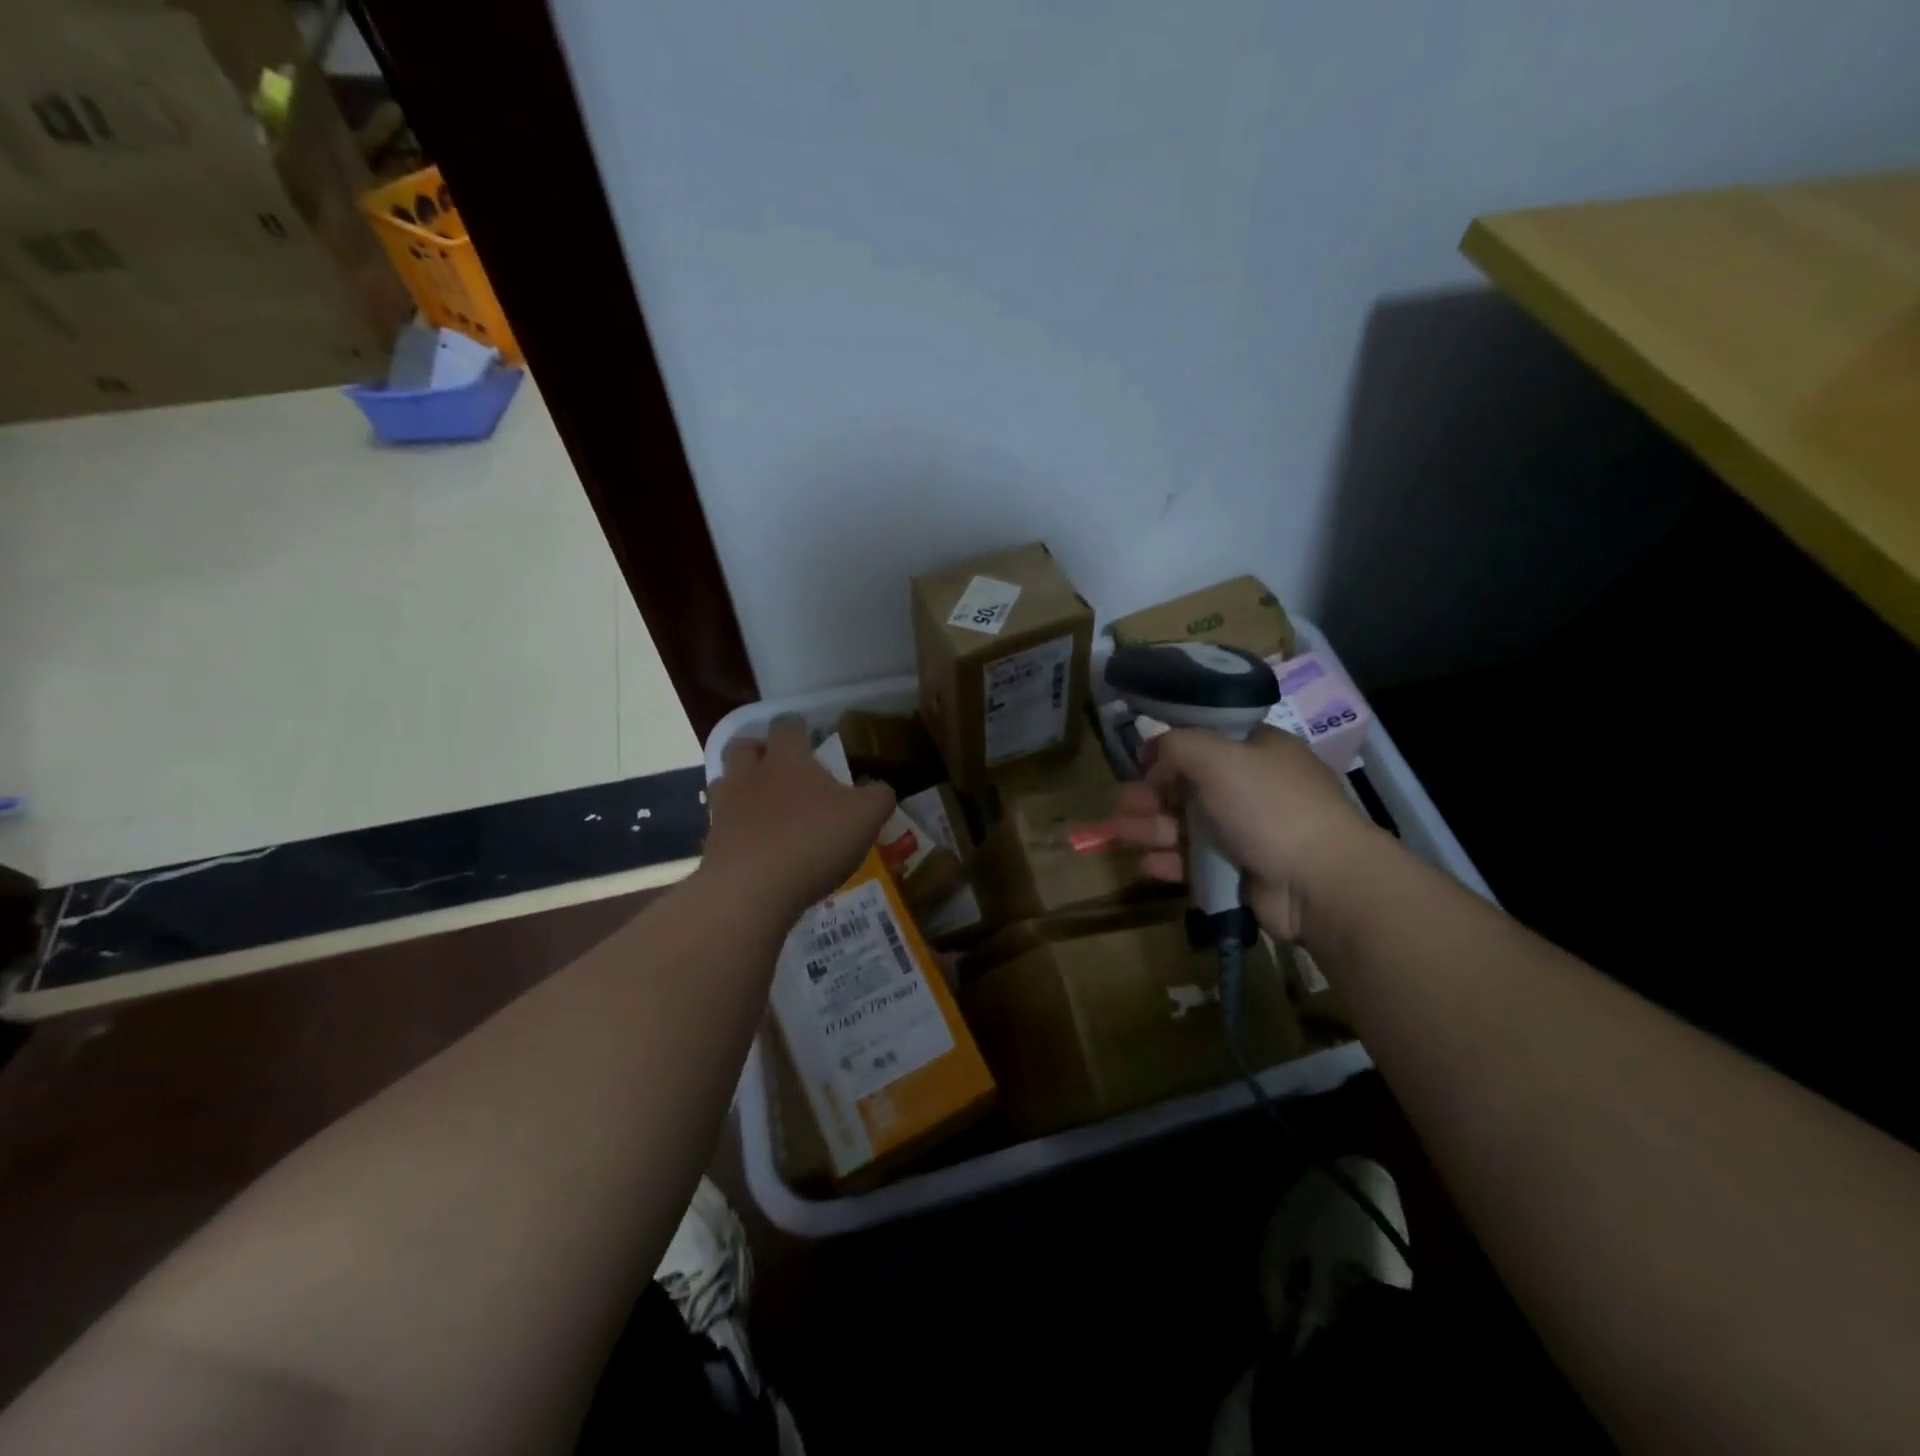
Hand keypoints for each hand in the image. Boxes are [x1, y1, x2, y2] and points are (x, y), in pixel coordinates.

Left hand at [705, 716, 895, 915]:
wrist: (751, 890)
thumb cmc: (814, 841)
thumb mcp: (866, 817)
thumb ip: (878, 797)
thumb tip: (880, 788)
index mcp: (787, 759)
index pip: (786, 726)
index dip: (797, 727)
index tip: (808, 735)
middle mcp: (750, 775)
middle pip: (743, 747)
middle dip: (758, 752)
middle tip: (780, 769)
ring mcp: (725, 808)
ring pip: (724, 783)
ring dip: (741, 788)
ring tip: (763, 807)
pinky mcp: (711, 844)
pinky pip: (721, 825)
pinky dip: (736, 829)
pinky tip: (755, 847)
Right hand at [1110, 726, 1378, 940]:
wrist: (1321, 883)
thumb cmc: (1270, 807)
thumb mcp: (1218, 758)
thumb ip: (1178, 746)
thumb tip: (1153, 755)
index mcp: (1257, 751)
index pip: (1206, 741)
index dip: (1170, 749)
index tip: (1140, 760)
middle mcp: (1252, 788)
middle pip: (1189, 785)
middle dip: (1151, 793)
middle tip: (1122, 802)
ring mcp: (1248, 832)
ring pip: (1187, 825)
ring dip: (1150, 827)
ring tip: (1116, 833)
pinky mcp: (1241, 871)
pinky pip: (1196, 862)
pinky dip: (1170, 860)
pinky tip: (1145, 863)